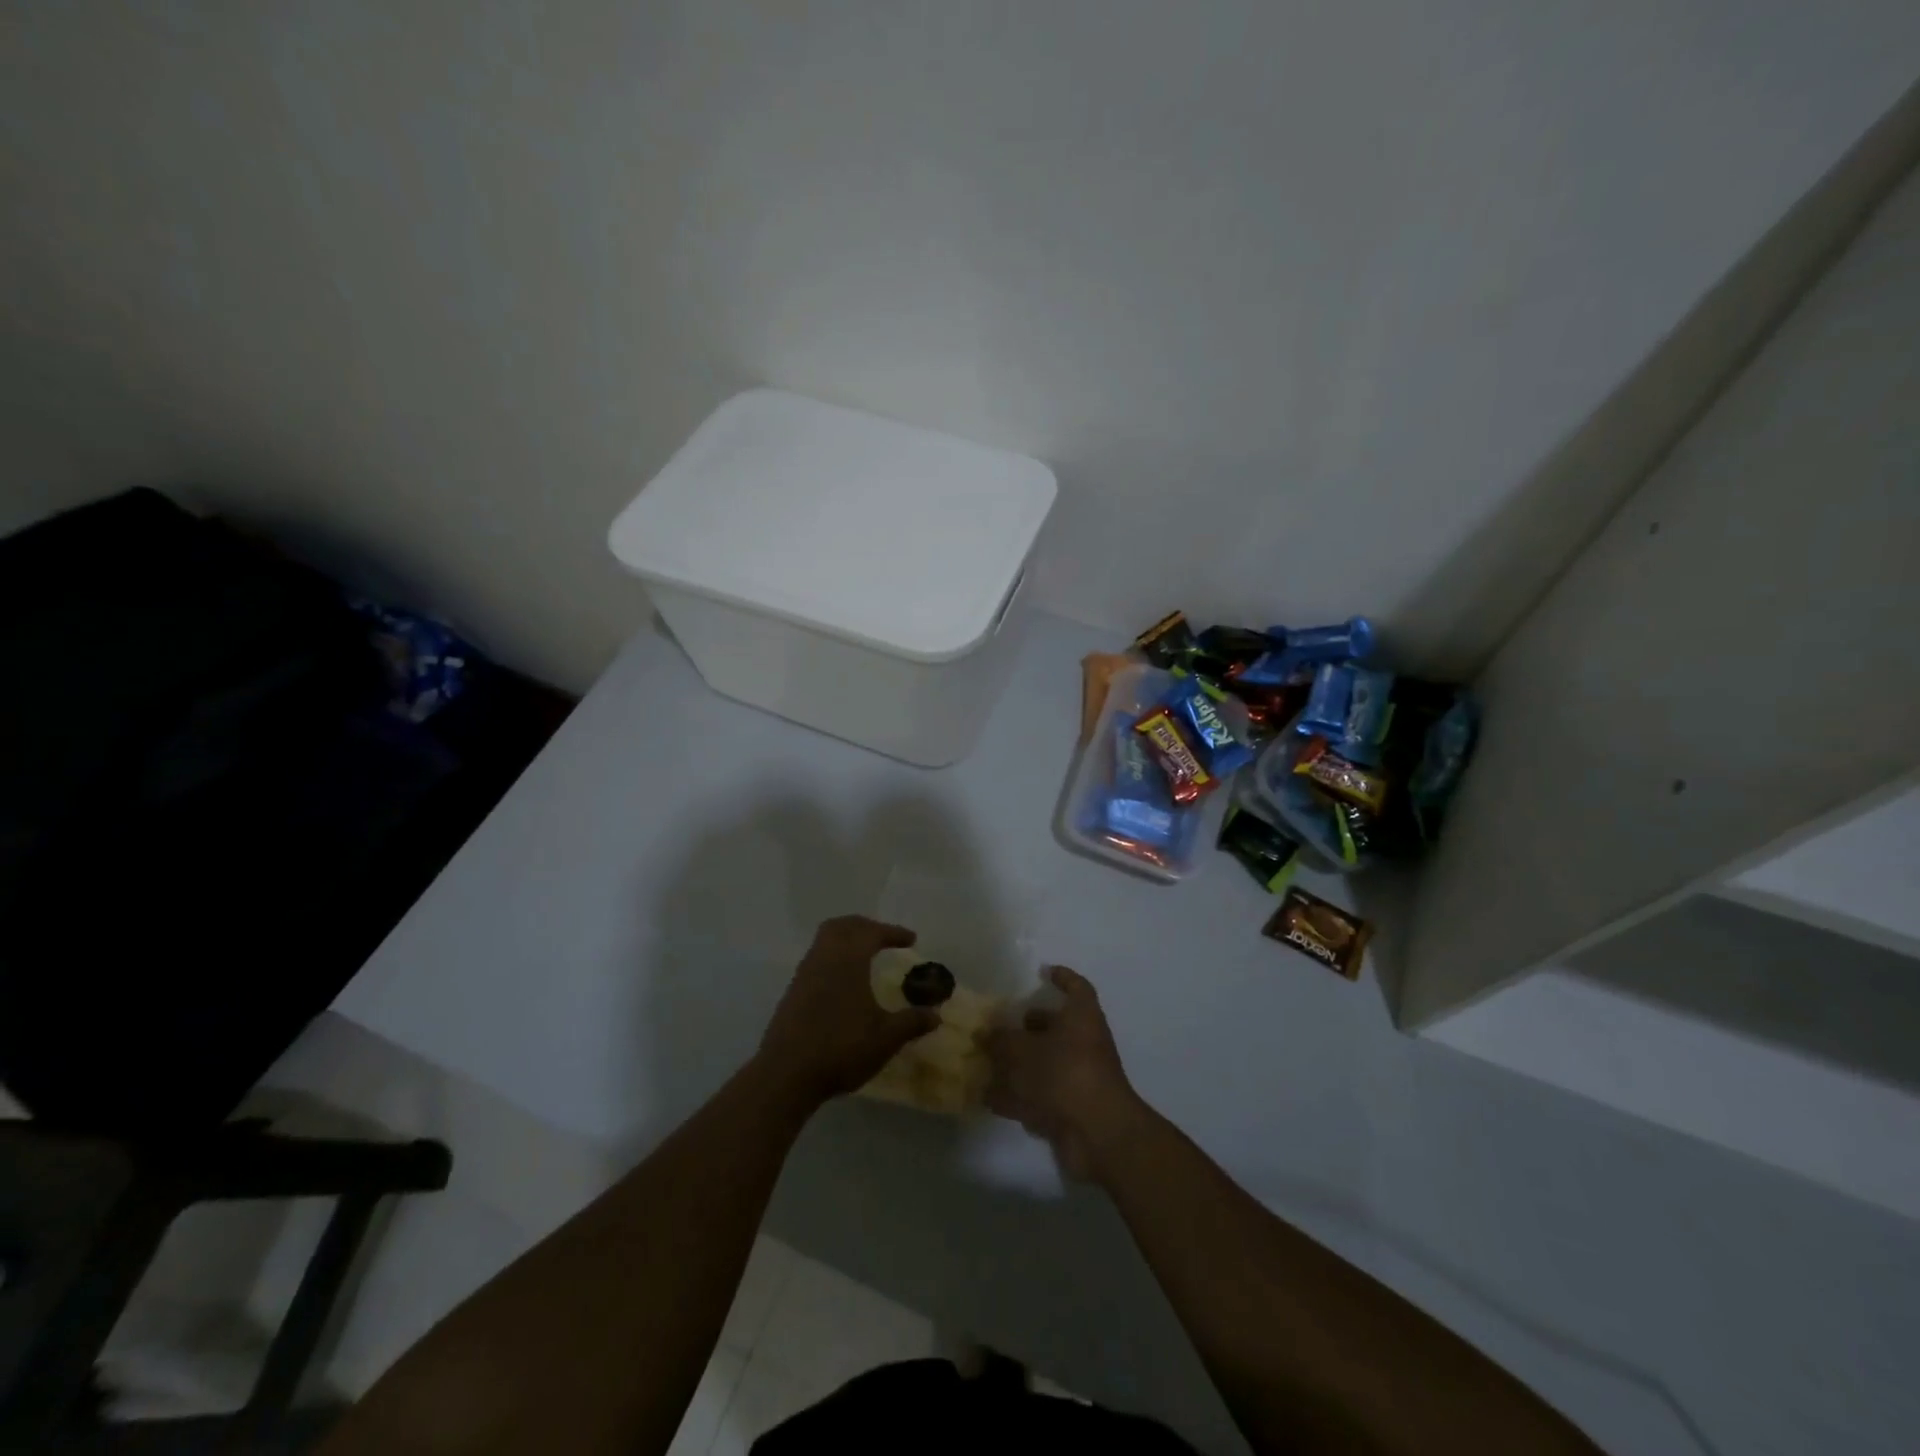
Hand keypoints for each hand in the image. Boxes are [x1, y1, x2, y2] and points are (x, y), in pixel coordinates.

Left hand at [757, 916, 940, 1104]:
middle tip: (883, 937)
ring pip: (824, 940)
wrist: (786, 1074)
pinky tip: (843, 983)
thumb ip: (911, 1022)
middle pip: (842, 926)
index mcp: (848, 960)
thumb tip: (935, 1014)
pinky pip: (816, 959)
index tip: (911, 940)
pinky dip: (833, 958)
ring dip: (846, 940)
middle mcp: (823, 958)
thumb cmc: (841, 1048)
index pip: (871, 932)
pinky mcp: (792, 992)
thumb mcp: (885, 1038)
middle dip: (865, 926)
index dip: (893, 932)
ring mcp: (804, 974)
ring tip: (865, 957)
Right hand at [985, 966, 1147, 1182]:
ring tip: (987, 1062)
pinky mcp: (1072, 1108)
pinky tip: (990, 1098)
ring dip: (1019, 1064)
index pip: (1077, 988)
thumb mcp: (1023, 1049)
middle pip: (1057, 1027)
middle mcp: (1084, 1043)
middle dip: (1029, 1027)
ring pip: (1046, 1063)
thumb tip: (985, 1032)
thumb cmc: (1064, 1073)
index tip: (1042, 973)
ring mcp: (1079, 1077)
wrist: (1097, 1133)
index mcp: (1082, 1017)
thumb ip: (1001, 1039)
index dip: (1062, 978)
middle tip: (1001, 1026)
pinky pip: (1041, 1095)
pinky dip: (1018, 1096)